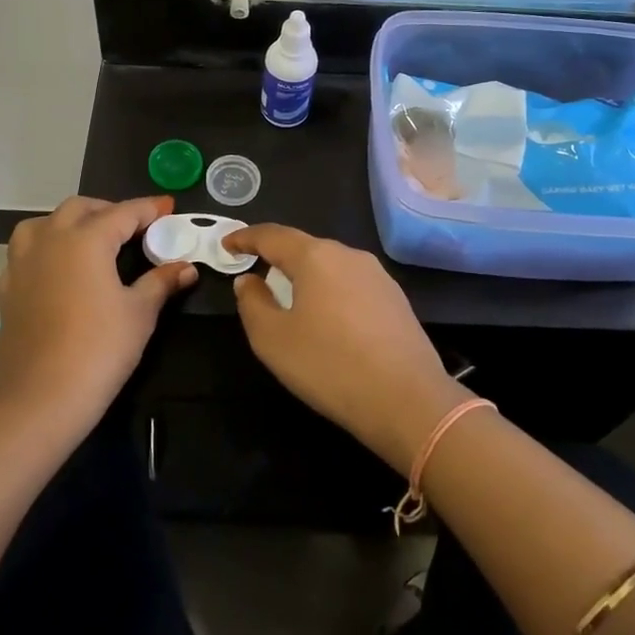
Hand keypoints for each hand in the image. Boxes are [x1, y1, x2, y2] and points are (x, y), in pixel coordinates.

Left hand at [0, 196, 196, 433]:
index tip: (168, 207)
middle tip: (134, 227)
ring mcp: (22, 263)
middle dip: (109, 211)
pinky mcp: (7, 289)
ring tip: (90, 239)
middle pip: (80, 208)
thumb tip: (186, 267)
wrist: (40, 399)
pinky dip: (45, 248)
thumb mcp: (140, 314)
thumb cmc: (99, 350)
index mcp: (86, 239)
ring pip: (44, 223)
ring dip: (70, 222)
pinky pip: (25, 253)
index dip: (149, 209)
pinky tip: (58, 270)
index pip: (123, 213)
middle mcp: (50, 240)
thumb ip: (161, 282)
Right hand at [224, 224, 465, 474]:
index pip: (271, 235)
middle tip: (256, 271)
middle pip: (304, 247)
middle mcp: (348, 255)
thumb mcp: (272, 339)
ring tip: (290, 296)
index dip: (245, 237)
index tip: (227, 245)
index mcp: (315, 257)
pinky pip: (351, 284)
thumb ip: (252, 303)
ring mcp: (377, 275)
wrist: (407, 400)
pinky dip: (330, 292)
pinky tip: (328, 318)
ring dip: (306, 275)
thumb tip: (249, 280)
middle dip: (277, 256)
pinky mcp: (395, 299)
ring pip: (330, 265)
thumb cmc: (329, 365)